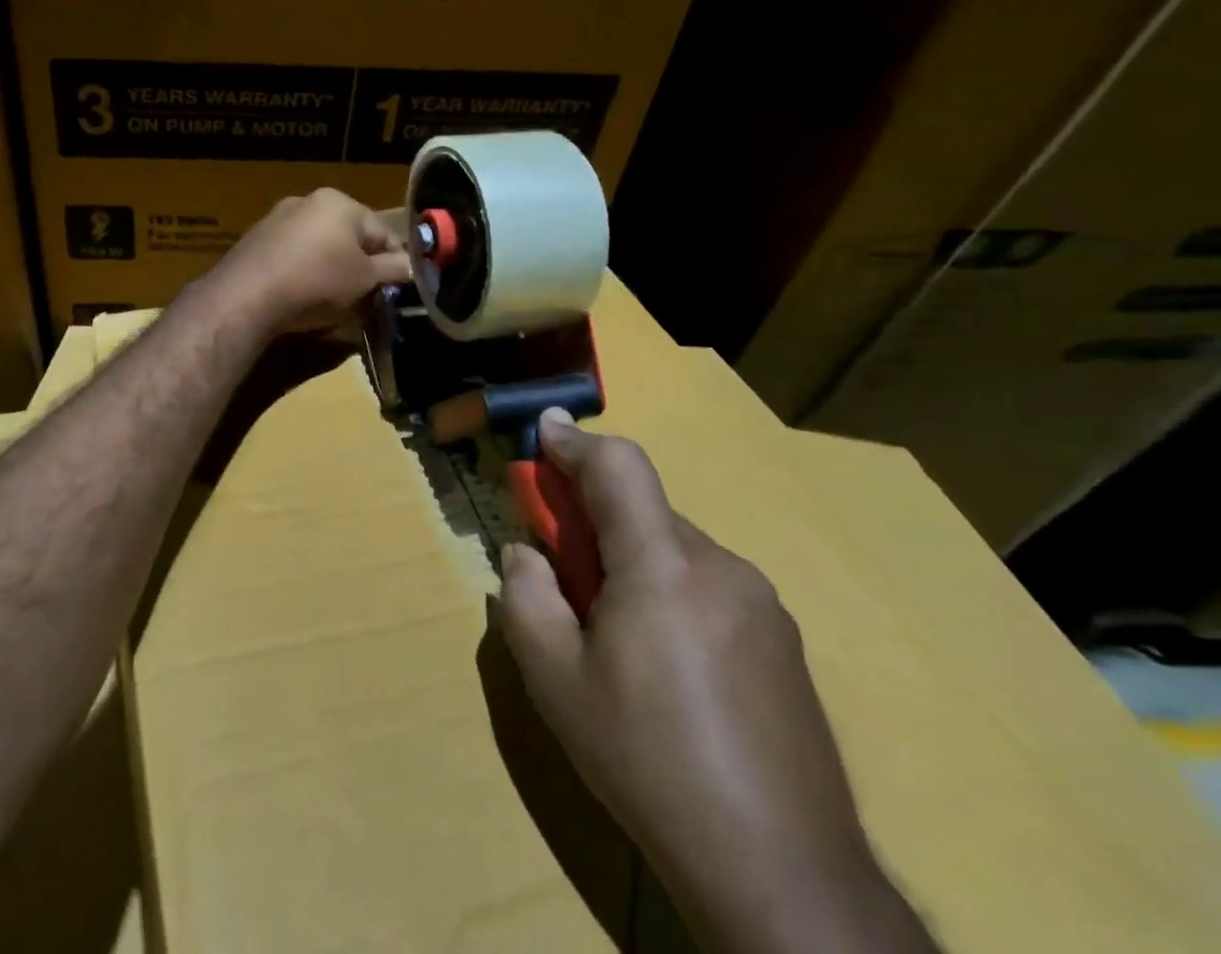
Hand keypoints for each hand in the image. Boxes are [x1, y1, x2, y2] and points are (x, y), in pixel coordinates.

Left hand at [204, 188, 411, 336]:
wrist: (246, 296)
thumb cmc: (317, 281)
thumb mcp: (364, 279)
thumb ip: (392, 270)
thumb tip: (413, 267)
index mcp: (338, 202)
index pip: (382, 231)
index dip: (395, 261)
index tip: (398, 288)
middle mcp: (306, 201)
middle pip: (349, 236)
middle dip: (360, 265)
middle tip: (367, 296)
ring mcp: (276, 220)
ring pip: (319, 246)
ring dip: (332, 270)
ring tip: (335, 301)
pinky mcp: (255, 242)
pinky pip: (292, 256)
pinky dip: (303, 273)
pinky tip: (302, 296)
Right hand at [500, 413, 932, 953]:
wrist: (784, 875)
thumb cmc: (648, 761)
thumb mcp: (553, 679)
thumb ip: (525, 596)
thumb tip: (526, 554)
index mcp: (663, 564)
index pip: (619, 465)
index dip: (575, 442)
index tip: (542, 434)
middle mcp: (721, 567)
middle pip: (644, 511)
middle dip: (595, 520)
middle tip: (563, 572)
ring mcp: (763, 606)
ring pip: (676, 551)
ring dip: (633, 562)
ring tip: (613, 636)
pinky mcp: (785, 645)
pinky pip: (709, 588)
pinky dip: (671, 594)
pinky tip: (667, 670)